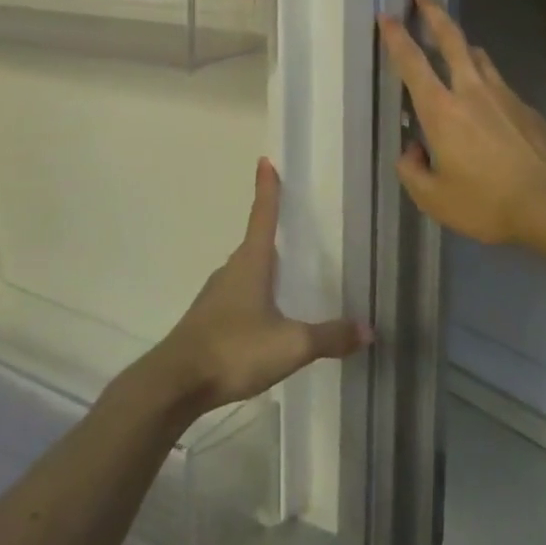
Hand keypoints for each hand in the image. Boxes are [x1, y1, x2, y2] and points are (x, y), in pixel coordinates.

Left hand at [140, 158, 369, 420]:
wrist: (176, 382)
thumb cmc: (234, 349)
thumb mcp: (291, 345)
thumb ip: (329, 336)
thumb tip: (369, 329)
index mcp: (251, 263)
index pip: (262, 216)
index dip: (267, 189)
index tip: (265, 161)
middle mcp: (231, 270)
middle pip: (255, 243)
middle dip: (272, 230)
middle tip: (294, 223)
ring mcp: (216, 295)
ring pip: (246, 271)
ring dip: (264, 267)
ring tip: (289, 273)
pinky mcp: (209, 319)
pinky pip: (239, 296)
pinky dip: (256, 294)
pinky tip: (268, 316)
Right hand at [377, 0, 545, 246]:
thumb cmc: (487, 202)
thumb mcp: (434, 199)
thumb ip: (412, 171)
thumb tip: (412, 150)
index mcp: (441, 110)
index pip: (412, 63)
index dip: (396, 37)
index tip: (387, 16)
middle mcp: (471, 91)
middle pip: (452, 39)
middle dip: (434, 14)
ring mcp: (503, 95)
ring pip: (478, 56)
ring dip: (462, 43)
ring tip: (454, 43)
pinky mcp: (526, 107)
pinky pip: (498, 81)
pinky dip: (484, 77)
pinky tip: (486, 98)